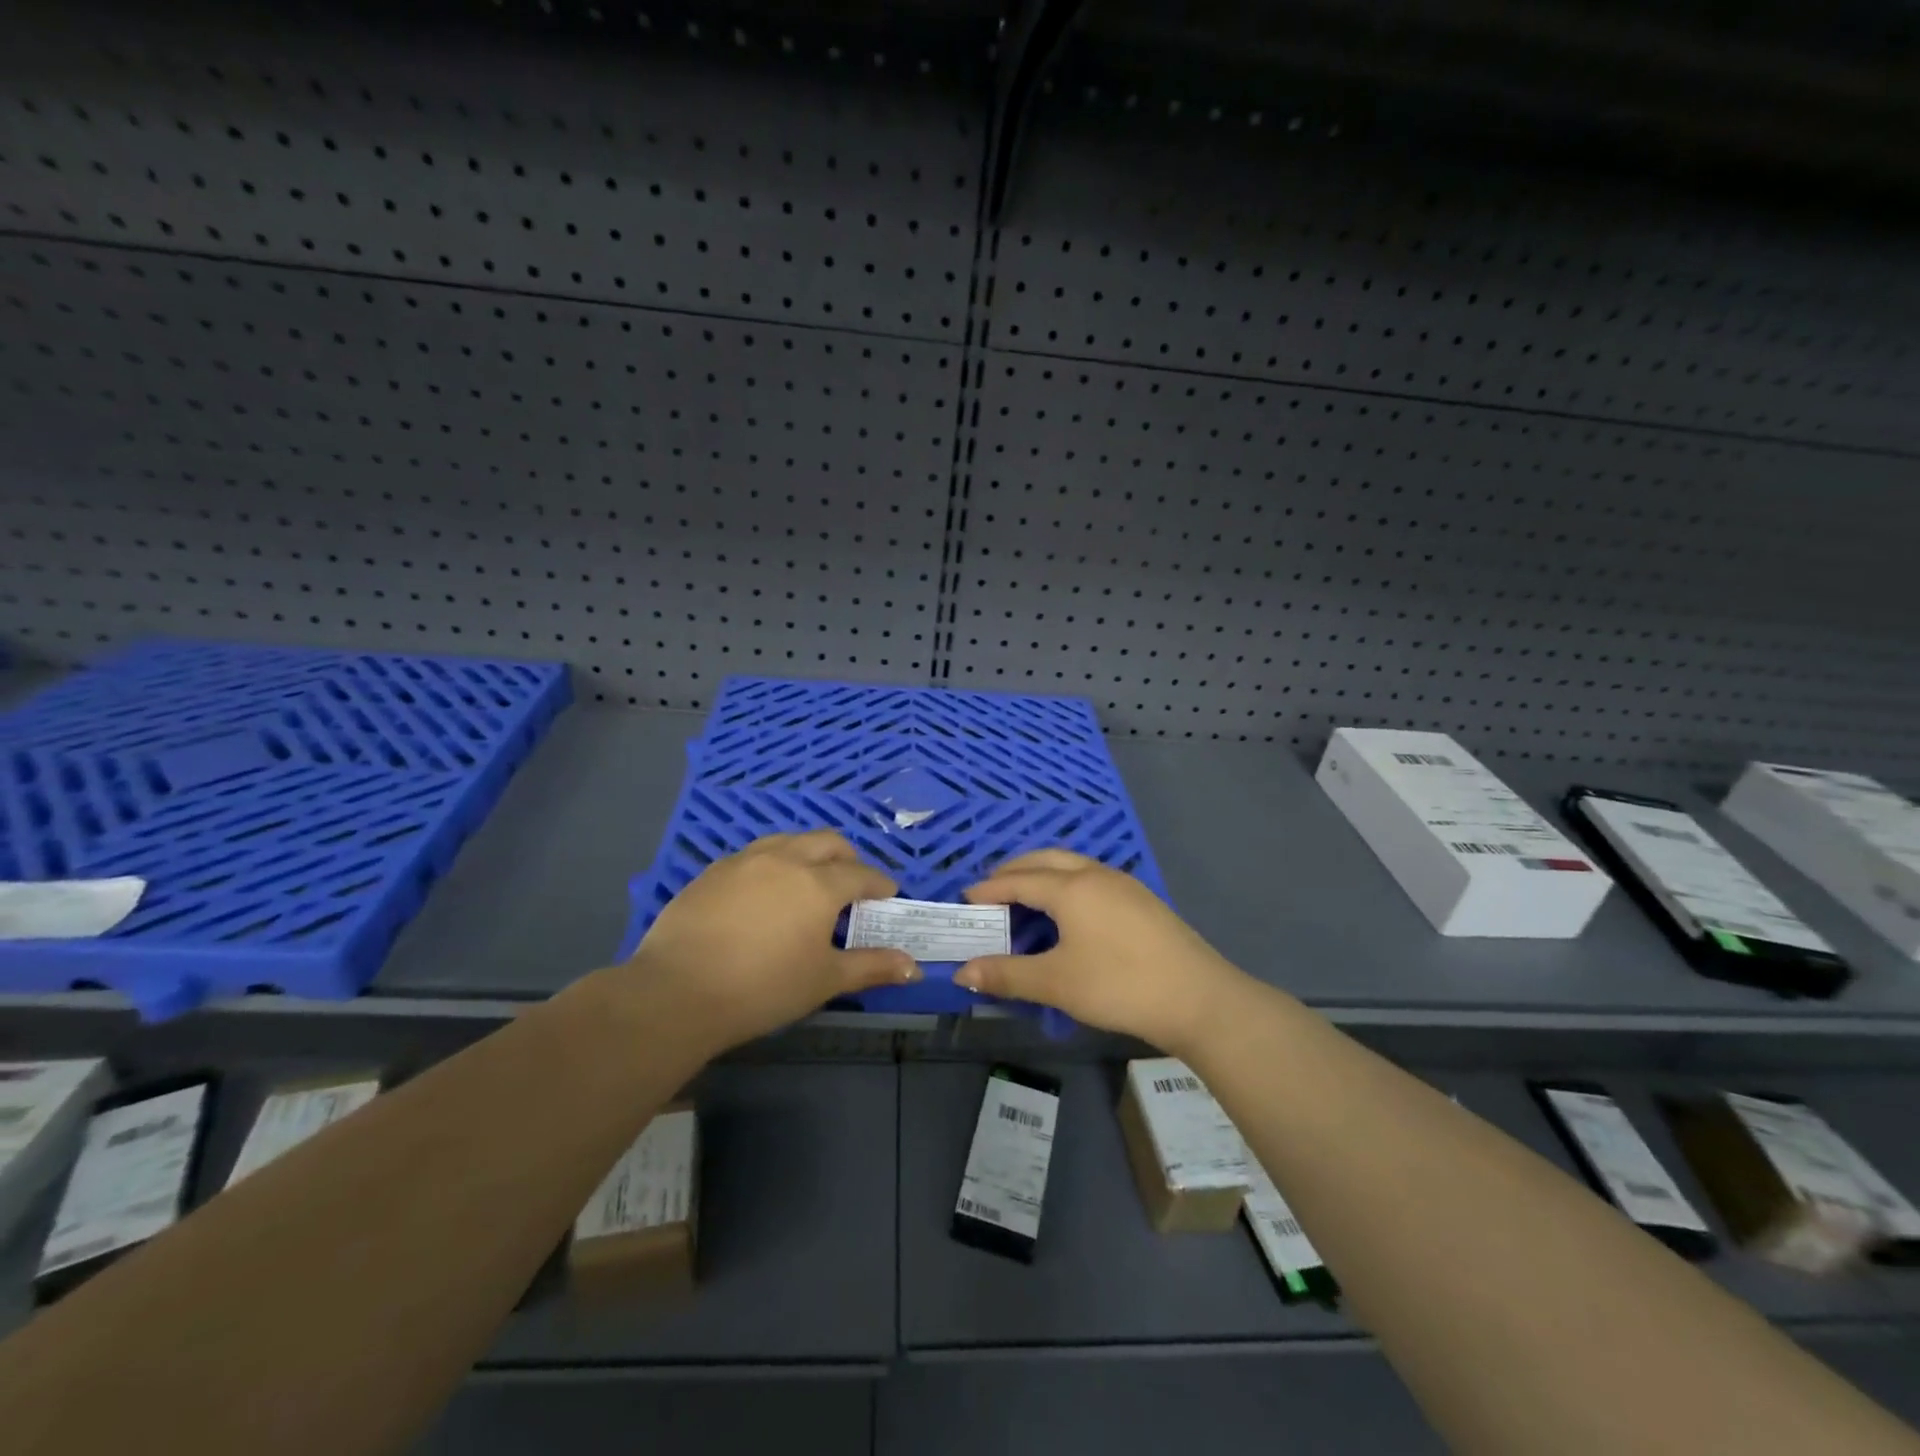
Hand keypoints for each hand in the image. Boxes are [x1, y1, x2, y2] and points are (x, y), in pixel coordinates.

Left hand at [628, 831, 918, 1049]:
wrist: (677, 992)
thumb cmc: (763, 988)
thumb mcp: (824, 980)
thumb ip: (871, 967)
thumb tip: (914, 968)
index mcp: (818, 883)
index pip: (861, 874)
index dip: (879, 884)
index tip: (887, 895)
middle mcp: (785, 859)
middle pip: (827, 842)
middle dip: (847, 859)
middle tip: (851, 884)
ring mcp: (744, 861)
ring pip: (788, 841)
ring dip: (808, 854)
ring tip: (808, 881)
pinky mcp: (712, 871)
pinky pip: (754, 856)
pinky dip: (772, 865)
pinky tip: (763, 894)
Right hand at [954, 849, 1245, 1053]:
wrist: (1197, 997)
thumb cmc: (1119, 986)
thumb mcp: (1056, 983)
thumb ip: (1007, 975)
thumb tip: (962, 971)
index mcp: (1071, 888)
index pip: (1019, 880)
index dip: (989, 888)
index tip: (966, 898)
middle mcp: (1095, 875)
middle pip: (1046, 860)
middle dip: (1015, 869)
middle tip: (991, 886)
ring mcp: (1124, 884)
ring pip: (1073, 864)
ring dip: (1043, 872)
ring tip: (1026, 893)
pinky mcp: (1142, 900)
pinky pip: (1092, 877)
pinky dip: (1067, 882)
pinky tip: (1071, 908)